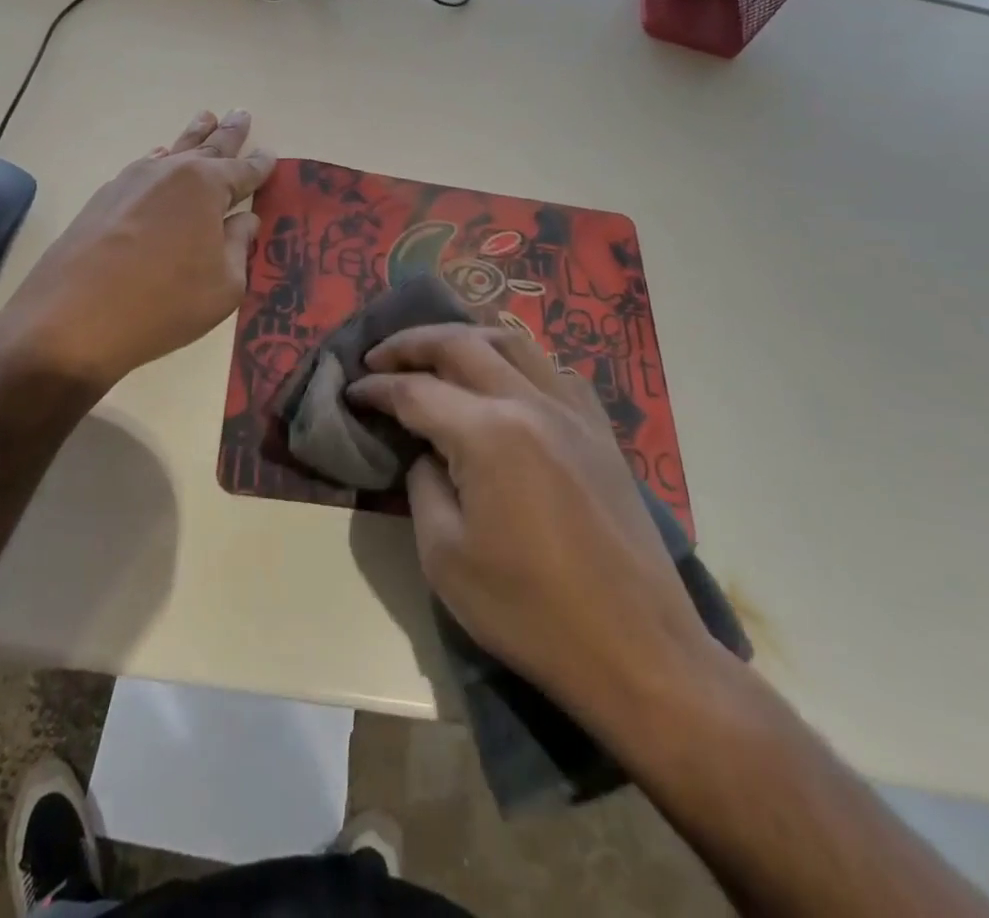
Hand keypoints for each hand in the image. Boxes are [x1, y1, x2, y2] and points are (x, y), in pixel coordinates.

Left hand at [0, 109, 272, 388]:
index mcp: (206, 186)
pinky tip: (159, 157)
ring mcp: (131, 182)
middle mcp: (169, 172)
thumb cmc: (164, 302)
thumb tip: (244, 220)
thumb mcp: (224, 285)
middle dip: (228, 133)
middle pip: (207, 147)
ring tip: (206, 118)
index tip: (271, 154)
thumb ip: (238, 246)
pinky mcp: (103, 199)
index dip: (260, 165)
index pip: (243, 171)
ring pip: (171, 151)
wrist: (73, 319)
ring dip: (192, 136)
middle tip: (241, 112)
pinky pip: (142, 168)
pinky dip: (158, 160)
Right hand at [348, 324, 718, 718]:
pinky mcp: (600, 430)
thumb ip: (424, 485)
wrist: (636, 650)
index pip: (416, 391)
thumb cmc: (529, 611)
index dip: (377, 388)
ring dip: (466, 338)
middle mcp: (530, 403)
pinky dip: (516, 360)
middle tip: (379, 356)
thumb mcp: (445, 556)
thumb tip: (428, 453)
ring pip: (512, 342)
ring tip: (437, 353)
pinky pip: (552, 369)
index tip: (352, 391)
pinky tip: (505, 380)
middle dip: (411, 343)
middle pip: (461, 344)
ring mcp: (572, 411)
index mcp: (488, 433)